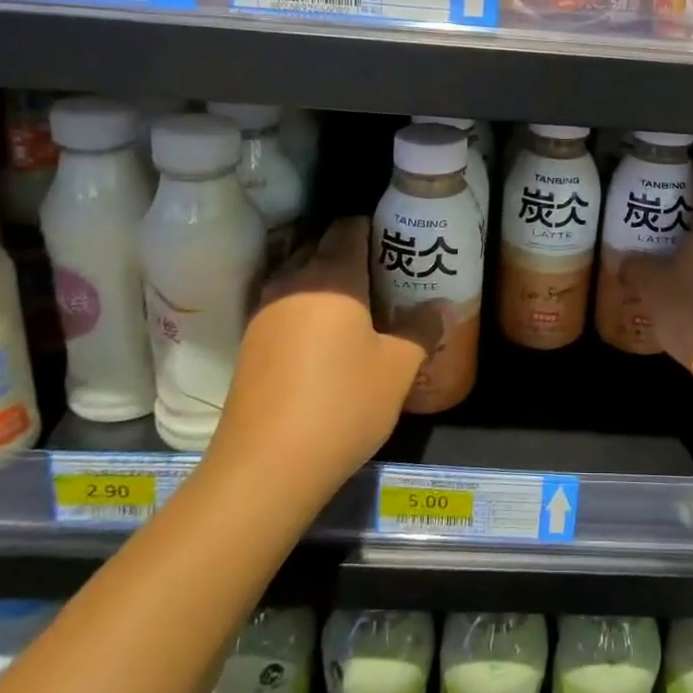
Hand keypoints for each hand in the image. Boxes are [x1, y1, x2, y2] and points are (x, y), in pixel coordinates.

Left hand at [207, 218, 440, 494]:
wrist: (266, 465)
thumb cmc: (343, 404)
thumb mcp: (397, 368)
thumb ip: (421, 330)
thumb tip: (442, 307)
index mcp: (331, 277)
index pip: (348, 228)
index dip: (372, 227)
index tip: (396, 241)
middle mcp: (292, 283)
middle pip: (319, 246)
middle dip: (349, 251)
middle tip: (384, 272)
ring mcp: (264, 313)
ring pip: (298, 277)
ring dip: (325, 280)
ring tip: (358, 304)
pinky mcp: (250, 344)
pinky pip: (284, 306)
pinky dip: (306, 307)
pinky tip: (326, 337)